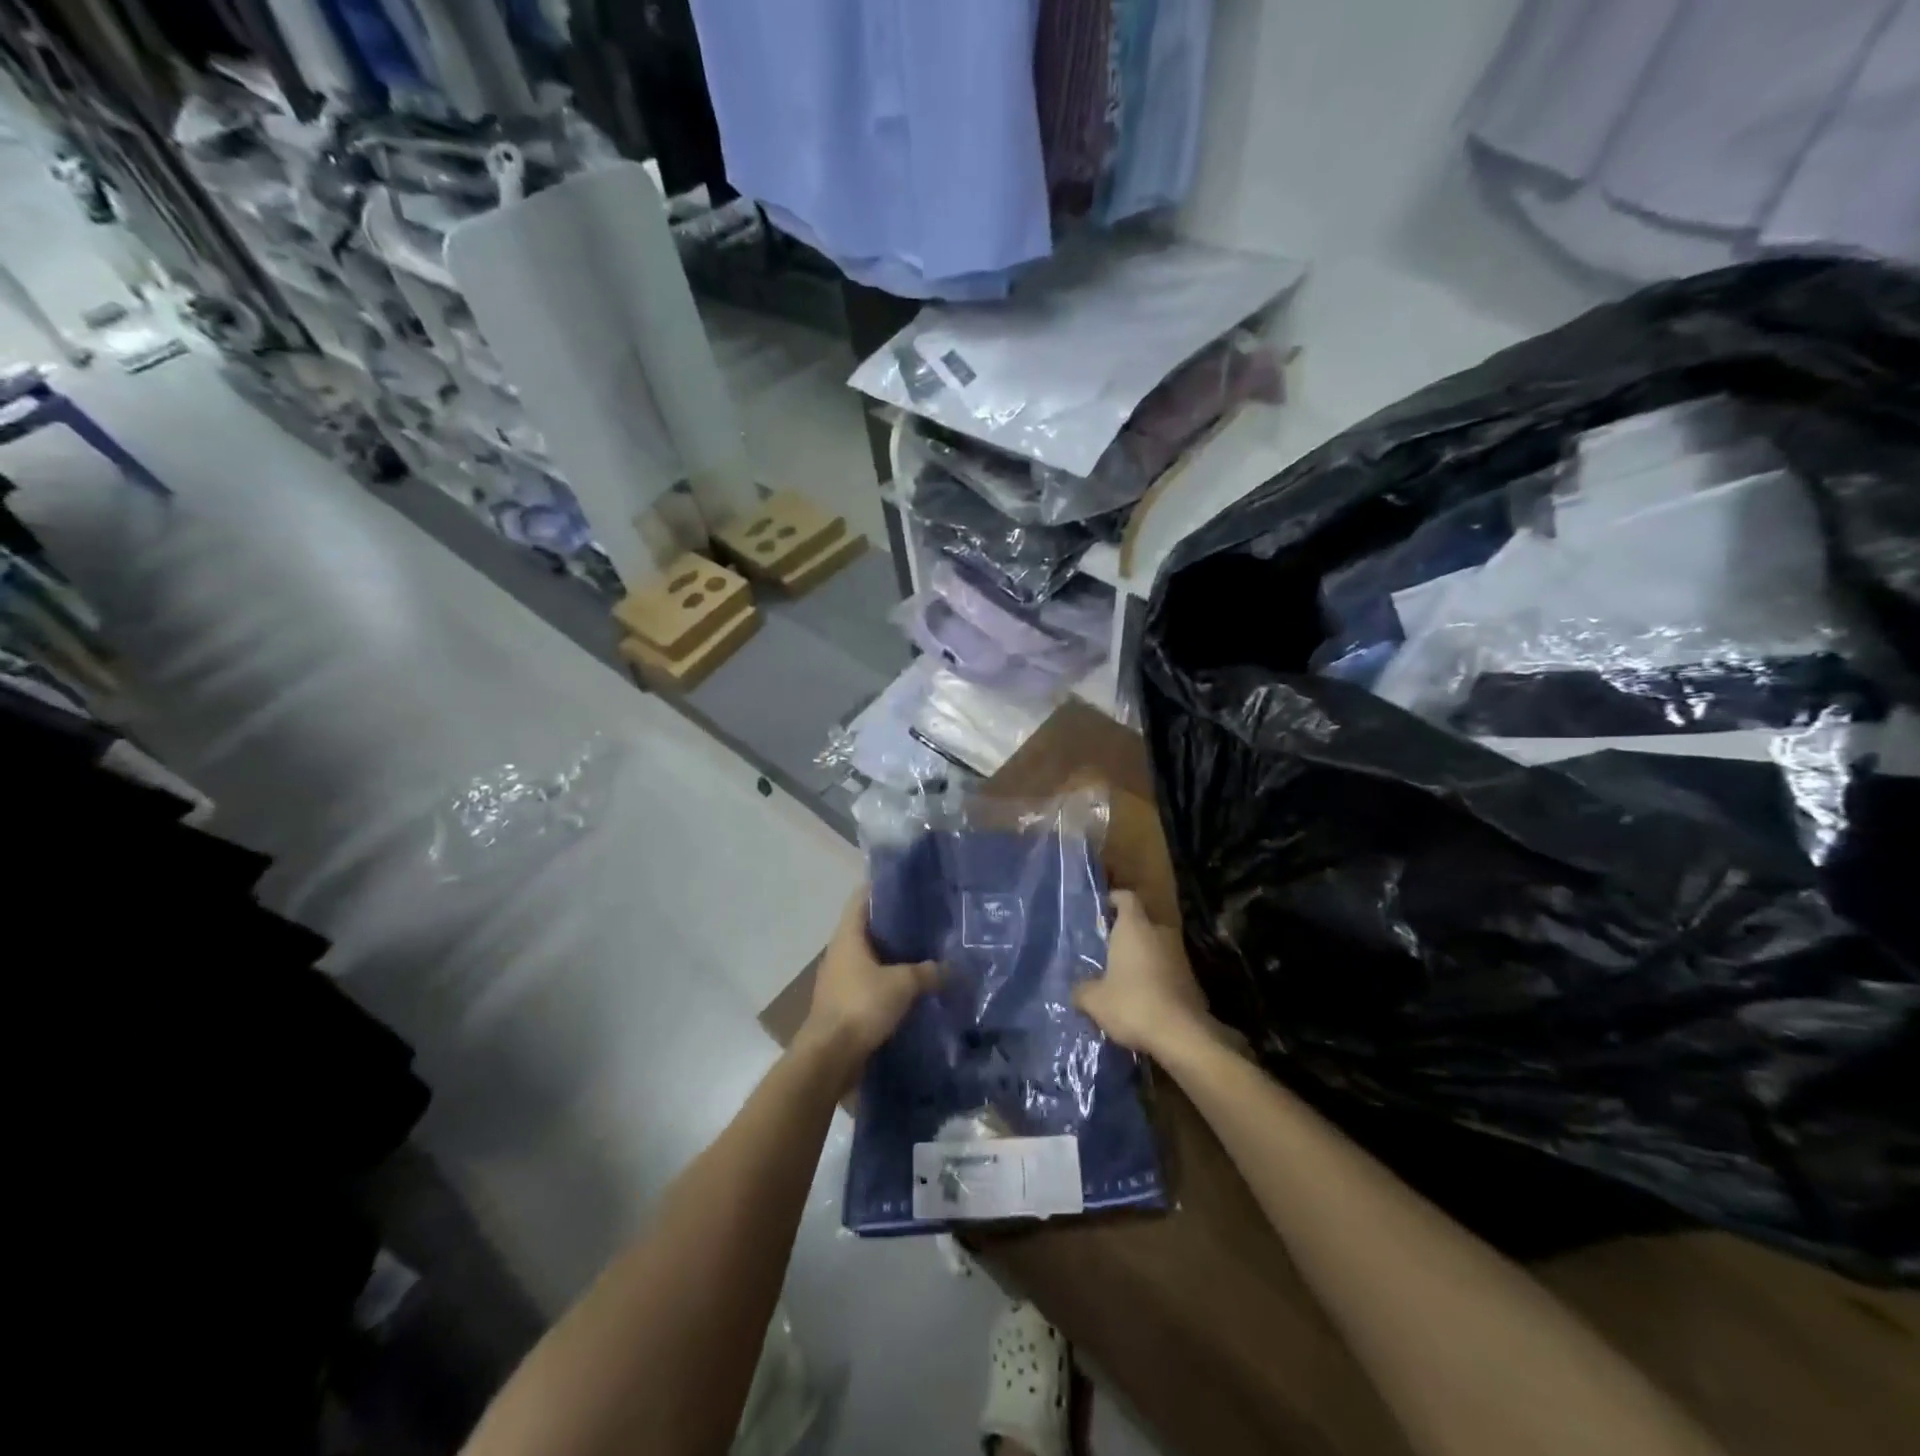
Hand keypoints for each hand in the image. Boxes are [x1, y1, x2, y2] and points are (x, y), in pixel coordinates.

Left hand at [797, 888, 937, 1081]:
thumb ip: (929, 972)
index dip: (884, 887)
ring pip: (872, 957)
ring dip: (895, 955)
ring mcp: (841, 978)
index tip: (911, 884)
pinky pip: (872, 982)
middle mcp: (841, 951)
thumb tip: (955, 968)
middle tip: (929, 919)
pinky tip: (915, 986)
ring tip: (927, 951)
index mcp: (848, 935)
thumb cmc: (861, 1006)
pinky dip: (890, 980)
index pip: (863, 897)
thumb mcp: (903, 984)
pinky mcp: (846, 1002)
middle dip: (897, 924)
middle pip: (870, 927)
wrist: (829, 1057)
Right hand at [1073, 890, 1214, 1059]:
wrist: (1182, 1035)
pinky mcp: (1191, 979)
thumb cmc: (1132, 1004)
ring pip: (1155, 946)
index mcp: (1134, 927)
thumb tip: (1077, 990)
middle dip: (1126, 933)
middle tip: (1106, 948)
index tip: (1102, 910)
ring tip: (1121, 976)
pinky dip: (1154, 976)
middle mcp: (1159, 933)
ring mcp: (1179, 955)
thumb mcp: (1094, 1000)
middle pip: (1142, 922)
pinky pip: (1167, 968)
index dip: (1114, 900)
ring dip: (1141, 956)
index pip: (1126, 898)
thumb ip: (1082, 989)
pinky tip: (1141, 997)